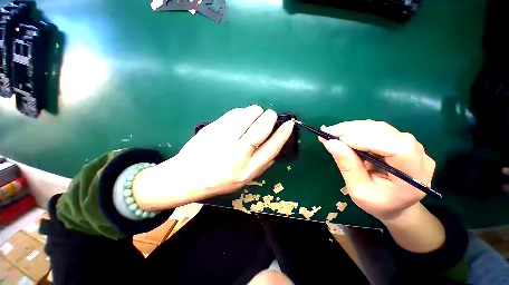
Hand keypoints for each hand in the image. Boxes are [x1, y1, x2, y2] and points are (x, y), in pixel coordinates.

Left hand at [133, 105, 294, 209]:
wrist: (187, 177)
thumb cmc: (219, 181)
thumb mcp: (244, 180)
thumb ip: (261, 165)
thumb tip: (274, 148)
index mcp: (247, 170)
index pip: (271, 148)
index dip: (282, 134)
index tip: (289, 124)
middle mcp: (237, 154)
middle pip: (260, 128)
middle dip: (269, 117)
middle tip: (270, 114)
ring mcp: (223, 139)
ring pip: (247, 116)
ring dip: (255, 111)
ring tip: (255, 114)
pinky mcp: (213, 128)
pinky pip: (233, 113)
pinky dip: (241, 112)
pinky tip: (240, 117)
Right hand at [320, 120, 435, 221]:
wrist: (396, 205)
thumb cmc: (378, 204)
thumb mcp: (358, 191)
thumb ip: (347, 166)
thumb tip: (331, 143)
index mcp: (414, 177)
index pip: (399, 149)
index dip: (369, 140)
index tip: (340, 139)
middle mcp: (419, 156)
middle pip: (387, 133)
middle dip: (354, 130)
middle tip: (328, 132)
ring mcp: (411, 146)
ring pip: (380, 128)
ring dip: (353, 128)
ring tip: (332, 132)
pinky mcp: (400, 142)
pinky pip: (377, 130)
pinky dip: (357, 130)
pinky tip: (343, 133)